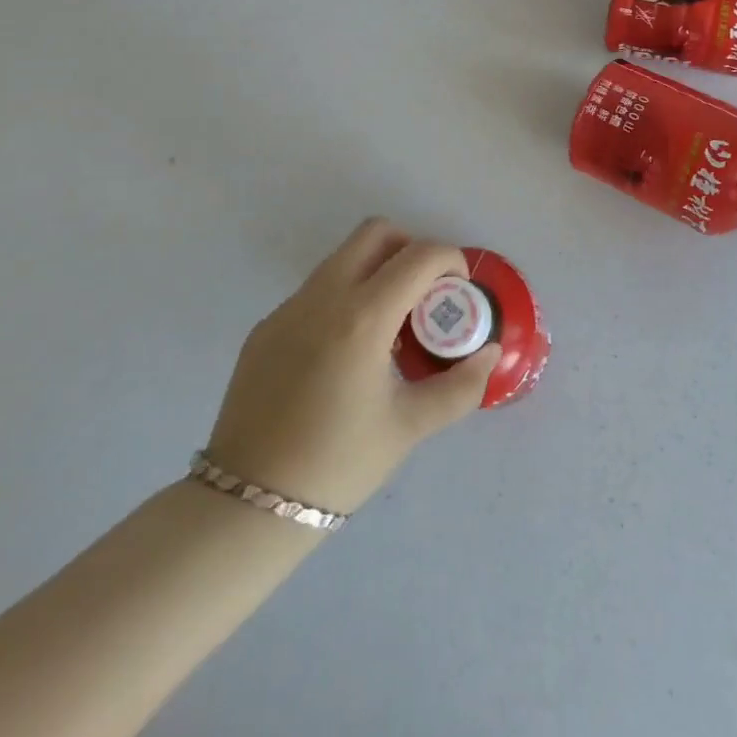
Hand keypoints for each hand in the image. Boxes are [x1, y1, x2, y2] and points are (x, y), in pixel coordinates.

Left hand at [206, 220, 501, 517]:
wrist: (247, 504)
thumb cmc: (337, 464)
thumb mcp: (409, 427)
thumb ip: (460, 387)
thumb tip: (489, 353)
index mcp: (362, 317)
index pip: (419, 255)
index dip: (450, 261)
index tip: (459, 291)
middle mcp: (322, 297)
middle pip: (375, 232)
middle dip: (411, 248)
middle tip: (426, 292)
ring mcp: (288, 308)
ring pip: (342, 257)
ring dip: (376, 270)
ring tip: (390, 325)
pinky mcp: (266, 327)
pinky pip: (316, 290)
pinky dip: (344, 296)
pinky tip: (347, 351)